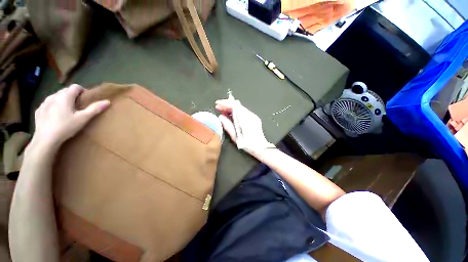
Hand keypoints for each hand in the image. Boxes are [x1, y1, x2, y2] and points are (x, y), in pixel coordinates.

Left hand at [30, 84, 109, 151]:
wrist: (45, 139)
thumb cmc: (66, 127)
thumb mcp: (83, 119)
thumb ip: (94, 109)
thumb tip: (107, 101)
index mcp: (65, 96)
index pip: (75, 86)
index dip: (82, 90)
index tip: (86, 99)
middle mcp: (53, 96)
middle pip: (65, 90)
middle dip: (72, 95)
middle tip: (78, 106)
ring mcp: (44, 103)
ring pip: (55, 96)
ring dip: (62, 100)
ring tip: (66, 111)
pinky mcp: (38, 110)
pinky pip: (47, 104)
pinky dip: (53, 106)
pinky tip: (55, 116)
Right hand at [215, 98, 274, 156]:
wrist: (261, 148)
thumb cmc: (248, 145)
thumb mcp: (235, 137)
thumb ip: (228, 126)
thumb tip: (221, 117)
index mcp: (245, 120)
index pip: (235, 106)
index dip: (225, 103)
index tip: (217, 104)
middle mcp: (250, 115)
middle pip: (237, 105)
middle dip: (227, 105)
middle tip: (218, 108)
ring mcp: (253, 116)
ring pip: (240, 108)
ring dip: (231, 108)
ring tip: (223, 112)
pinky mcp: (254, 118)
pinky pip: (243, 112)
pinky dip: (236, 112)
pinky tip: (231, 116)